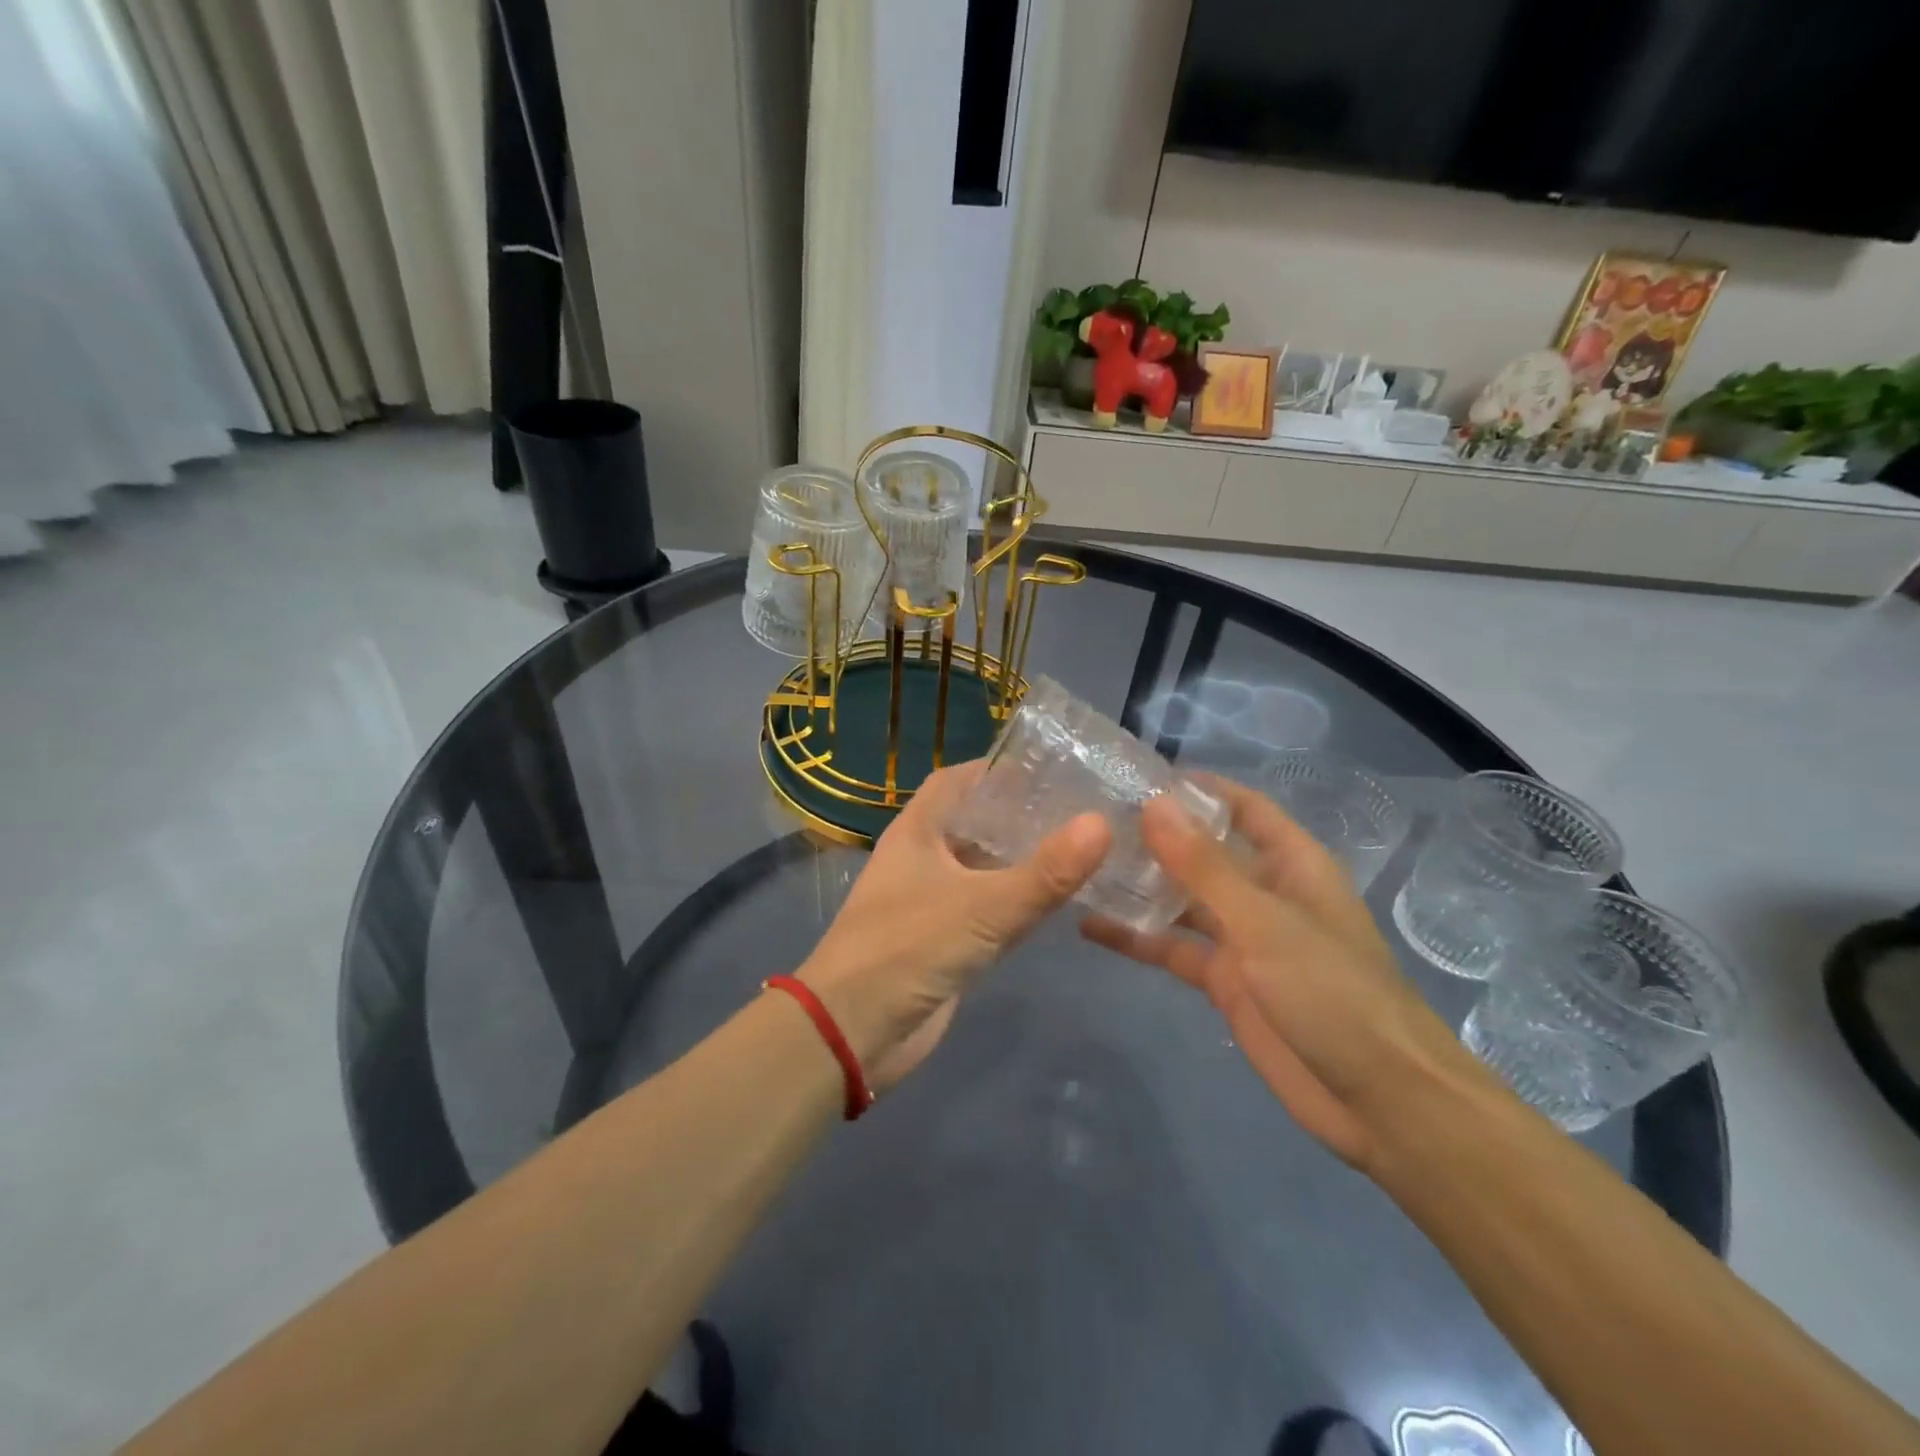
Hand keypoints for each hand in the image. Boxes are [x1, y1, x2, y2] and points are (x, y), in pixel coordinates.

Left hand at [799, 760, 1110, 1091]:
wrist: (852, 1032)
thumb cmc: (907, 949)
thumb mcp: (983, 907)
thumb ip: (1045, 872)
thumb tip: (1102, 823)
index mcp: (918, 831)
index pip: (957, 781)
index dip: (996, 769)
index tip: (1049, 766)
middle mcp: (924, 859)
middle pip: (976, 823)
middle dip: (1020, 815)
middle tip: (1082, 807)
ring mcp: (933, 902)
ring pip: (984, 869)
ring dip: (1023, 860)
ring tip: (1082, 846)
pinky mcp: (946, 942)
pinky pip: (989, 910)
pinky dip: (1018, 902)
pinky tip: (1058, 899)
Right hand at [1081, 775, 1469, 1171]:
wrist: (1379, 1101)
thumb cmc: (1332, 992)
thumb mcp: (1263, 922)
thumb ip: (1204, 865)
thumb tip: (1153, 803)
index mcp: (1291, 863)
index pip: (1241, 807)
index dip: (1196, 789)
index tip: (1135, 777)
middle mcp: (1264, 892)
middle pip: (1204, 851)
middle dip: (1155, 836)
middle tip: (1090, 819)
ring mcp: (1243, 939)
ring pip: (1182, 900)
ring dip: (1140, 885)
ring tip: (1081, 865)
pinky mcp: (1225, 982)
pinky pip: (1174, 949)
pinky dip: (1137, 938)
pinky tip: (1090, 927)